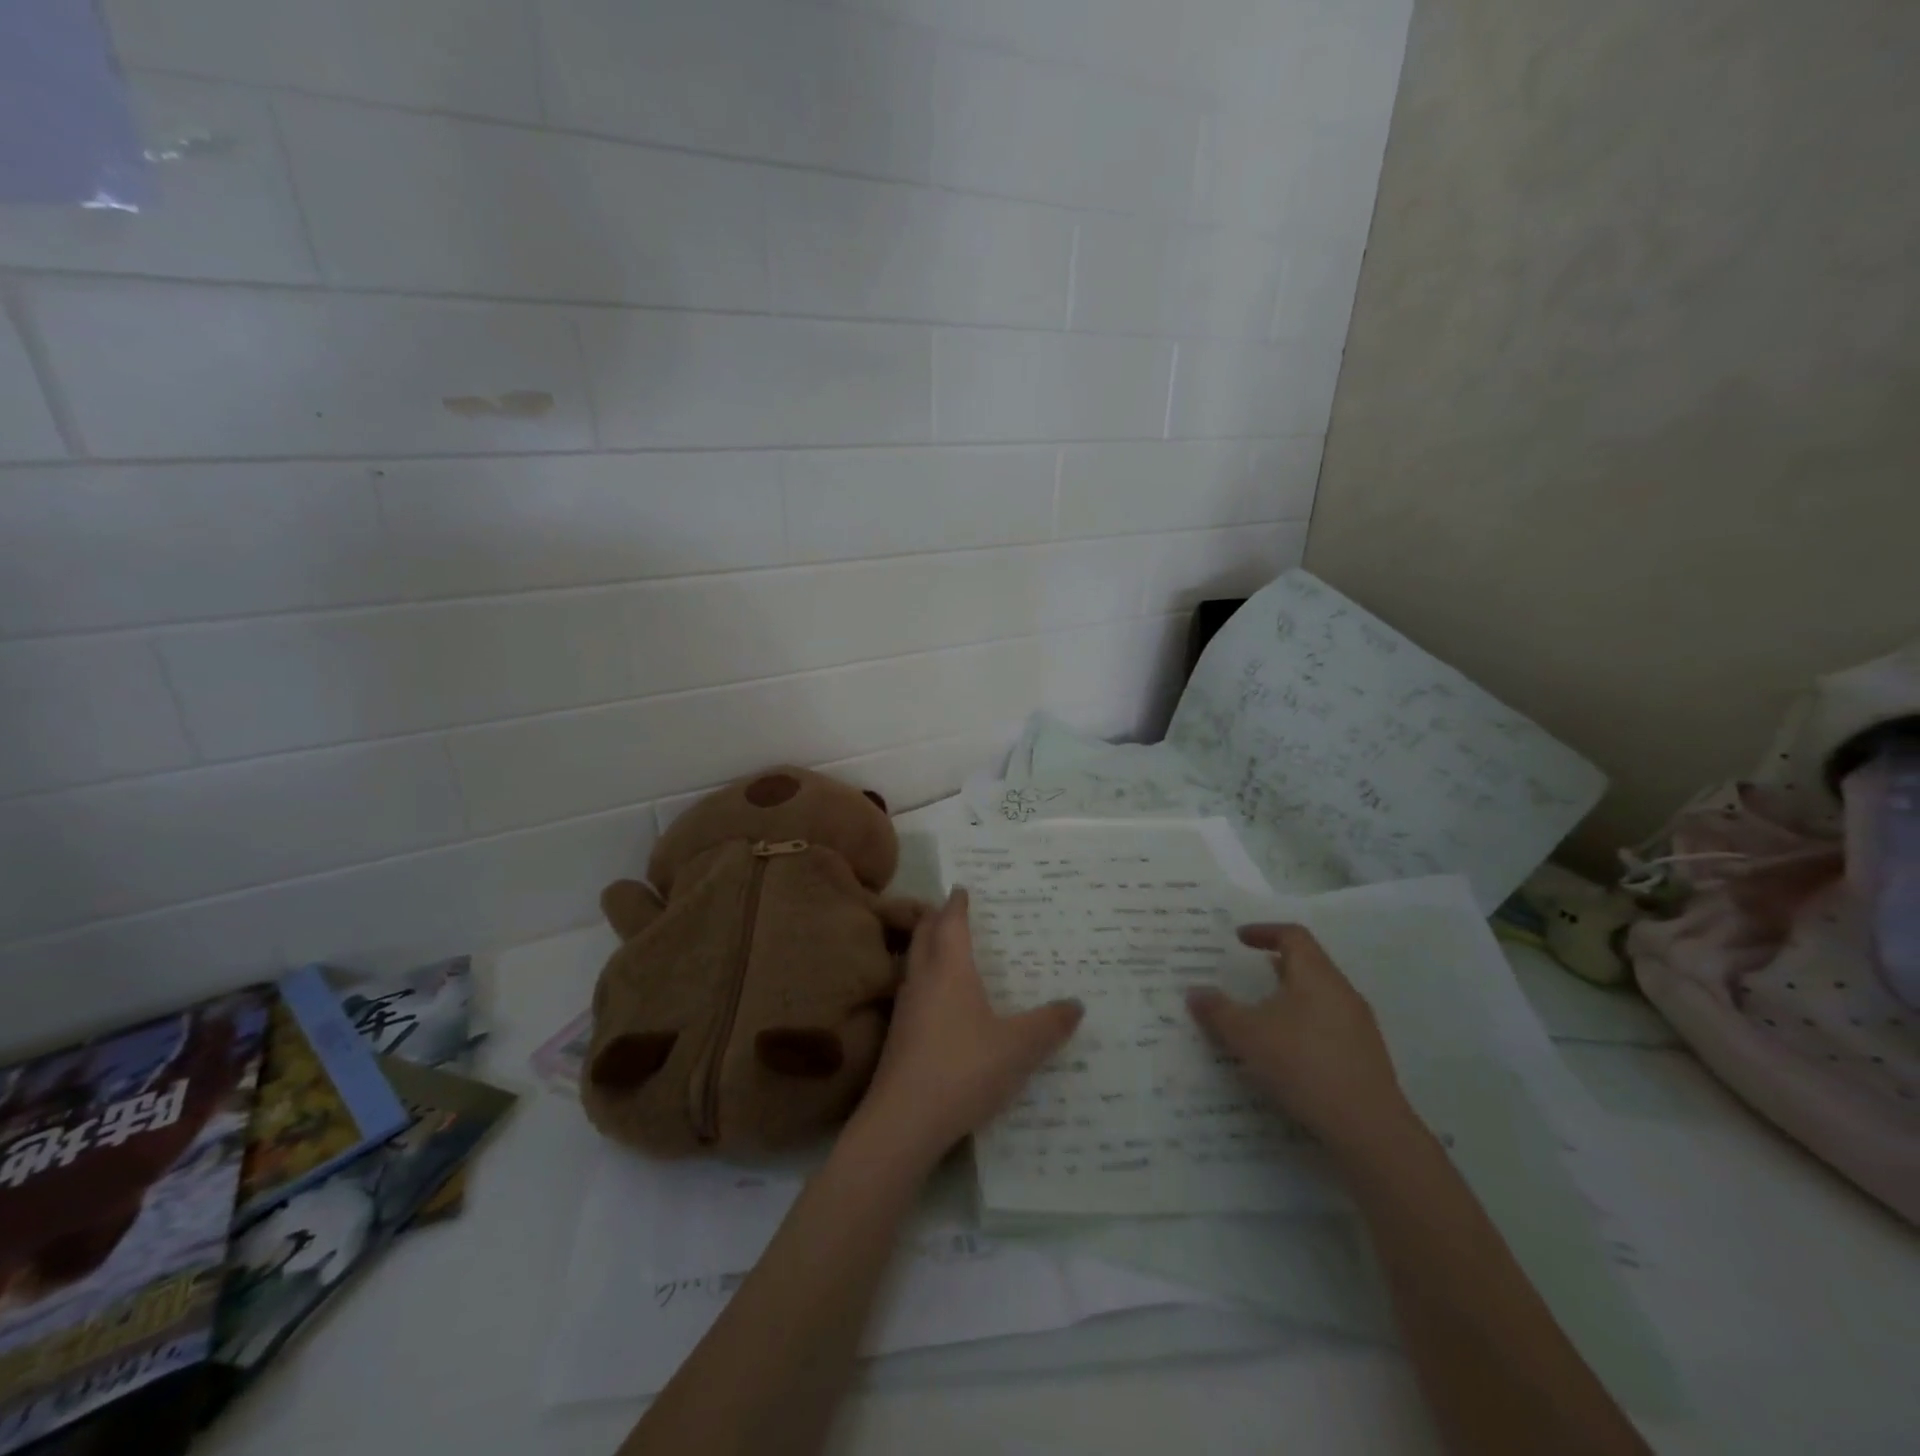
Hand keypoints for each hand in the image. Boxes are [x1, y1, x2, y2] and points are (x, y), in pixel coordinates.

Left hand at [850, 888, 1082, 1170]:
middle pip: (924, 935)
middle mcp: (922, 980)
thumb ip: (1049, 1025)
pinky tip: (939, 1002)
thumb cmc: (963, 1069)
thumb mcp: (1018, 1048)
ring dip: (926, 948)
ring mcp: (905, 1008)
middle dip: (936, 918)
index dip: (956, 904)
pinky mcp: (897, 1036)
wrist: (903, 1121)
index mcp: (949, 970)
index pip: (950, 922)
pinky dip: (924, 979)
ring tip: (946, 949)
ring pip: (913, 962)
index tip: (961, 888)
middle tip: (951, 910)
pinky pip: (912, 990)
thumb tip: (1076, 1003)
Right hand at [1186, 924, 1414, 1159]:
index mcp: (1316, 975)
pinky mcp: (1364, 1057)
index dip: (1264, 931)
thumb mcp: (1247, 1034)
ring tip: (1258, 1015)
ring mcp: (1358, 1026)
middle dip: (1274, 967)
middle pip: (1308, 965)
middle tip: (1244, 975)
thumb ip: (1218, 1010)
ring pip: (1318, 998)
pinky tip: (1283, 1053)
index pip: (1292, 936)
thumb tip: (1194, 992)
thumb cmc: (1303, 1063)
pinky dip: (1301, 1027)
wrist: (1368, 1128)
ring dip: (1287, 999)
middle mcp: (1341, 992)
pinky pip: (1326, 1027)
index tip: (1238, 939)